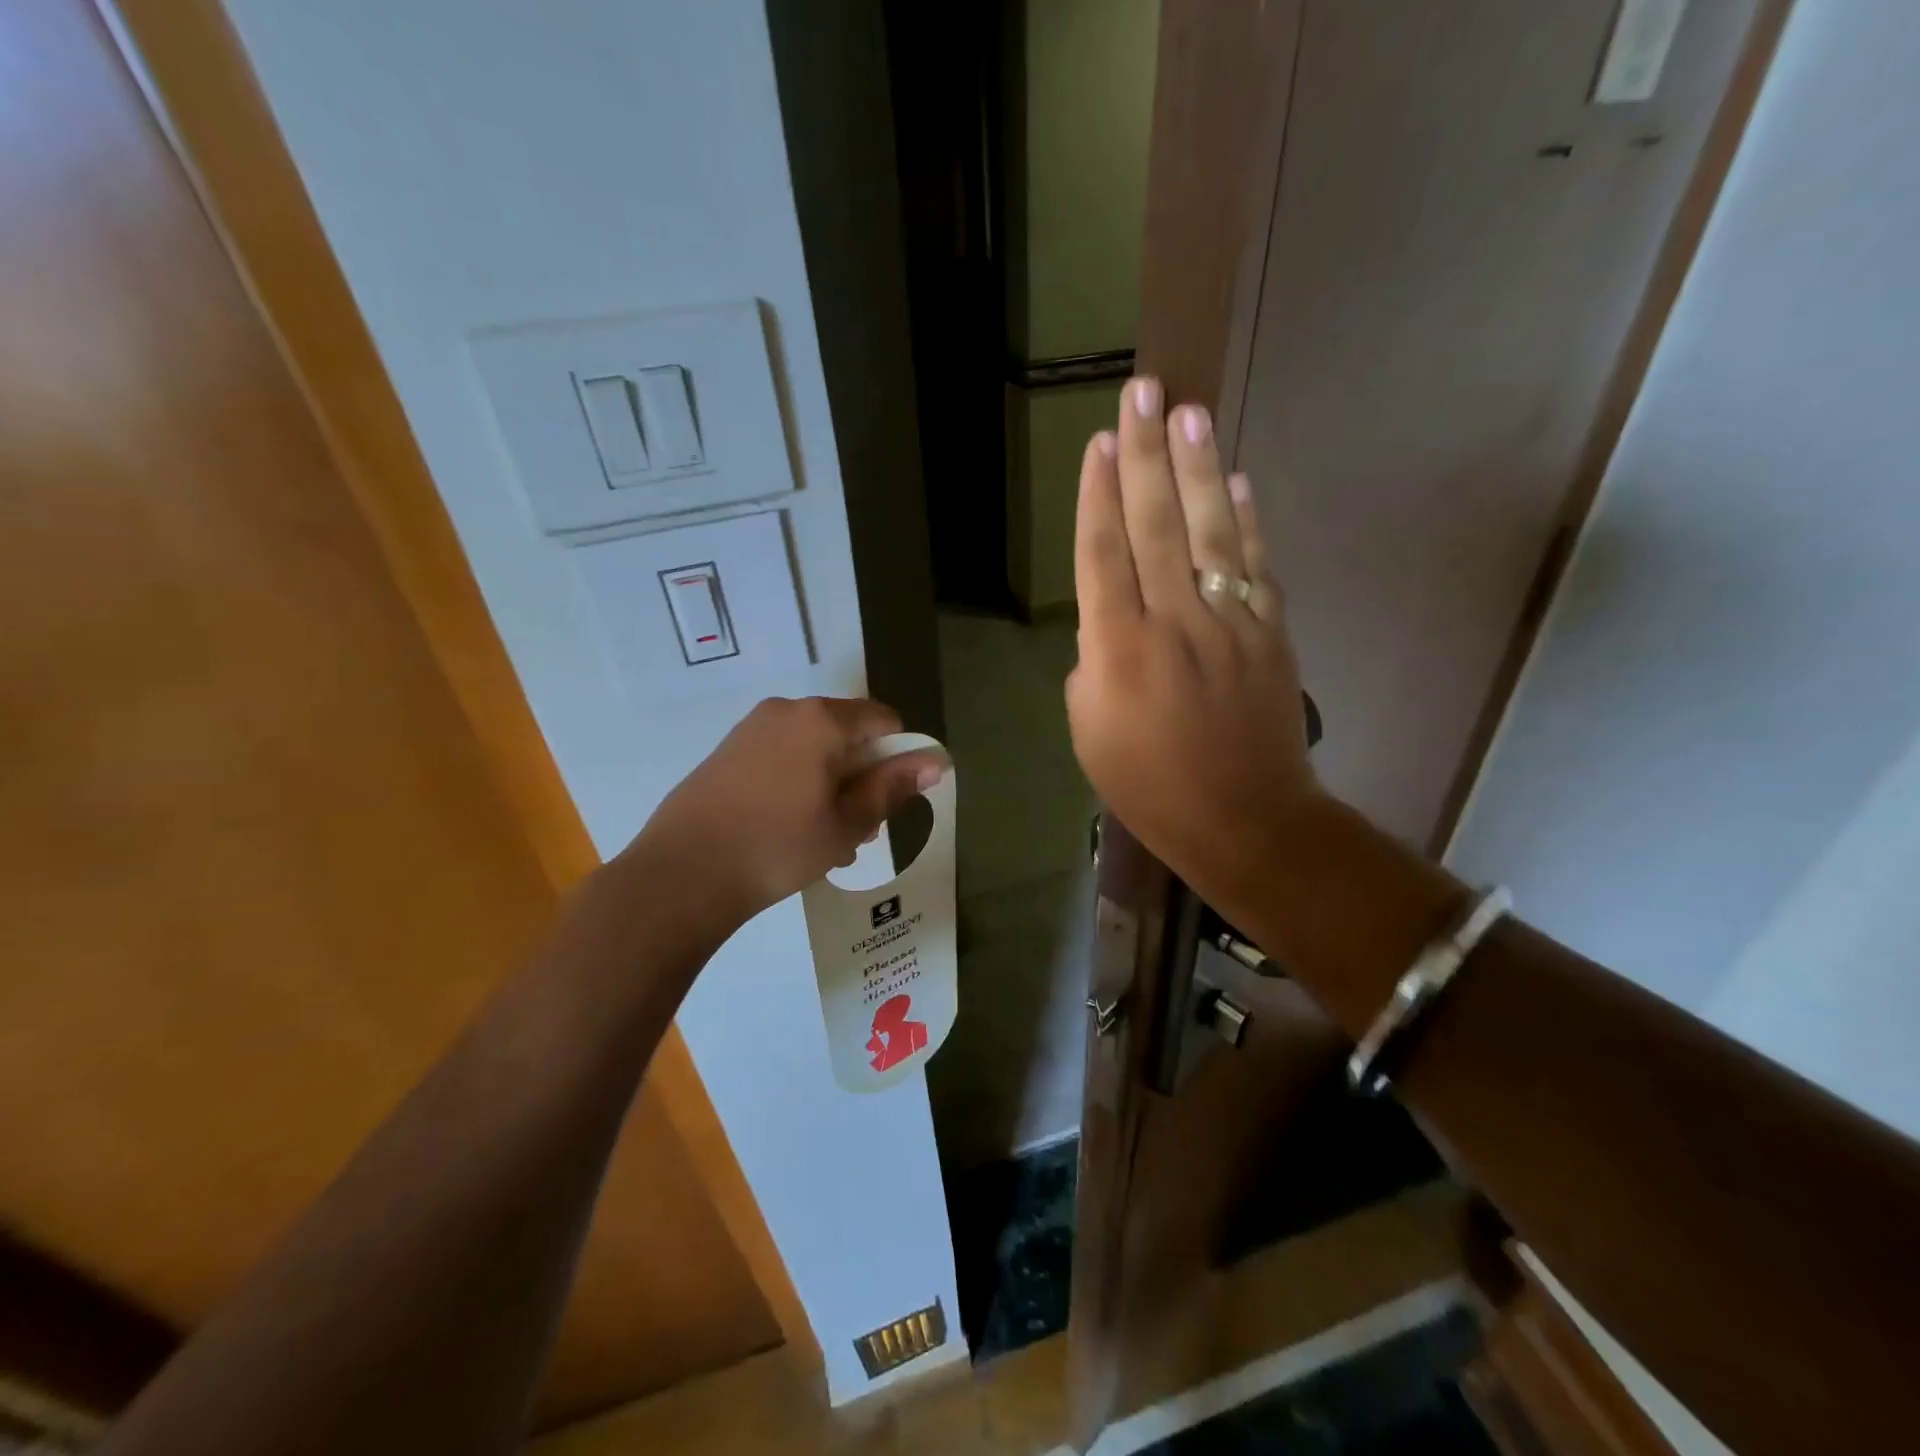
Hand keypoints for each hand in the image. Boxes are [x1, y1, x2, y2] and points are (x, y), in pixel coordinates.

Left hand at [629, 697, 945, 934]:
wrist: (681, 874)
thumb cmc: (778, 847)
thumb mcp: (847, 822)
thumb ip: (893, 787)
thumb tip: (936, 762)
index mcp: (822, 719)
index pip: (885, 720)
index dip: (899, 757)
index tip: (888, 802)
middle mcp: (786, 710)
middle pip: (848, 733)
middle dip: (863, 776)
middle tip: (857, 829)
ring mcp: (752, 728)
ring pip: (814, 748)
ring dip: (832, 784)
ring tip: (823, 838)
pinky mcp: (727, 751)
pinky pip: (782, 756)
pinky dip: (799, 783)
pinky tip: (788, 828)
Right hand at [1065, 377, 1322, 897]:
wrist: (1243, 819)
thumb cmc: (1148, 785)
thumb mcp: (1088, 730)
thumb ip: (1092, 662)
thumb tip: (1111, 620)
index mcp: (1118, 650)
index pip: (1103, 555)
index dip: (1098, 496)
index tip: (1100, 444)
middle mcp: (1173, 622)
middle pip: (1155, 525)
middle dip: (1146, 454)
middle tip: (1142, 392)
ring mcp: (1229, 622)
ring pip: (1209, 530)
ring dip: (1197, 467)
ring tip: (1188, 410)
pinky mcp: (1270, 632)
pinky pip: (1255, 565)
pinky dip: (1245, 521)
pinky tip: (1236, 481)